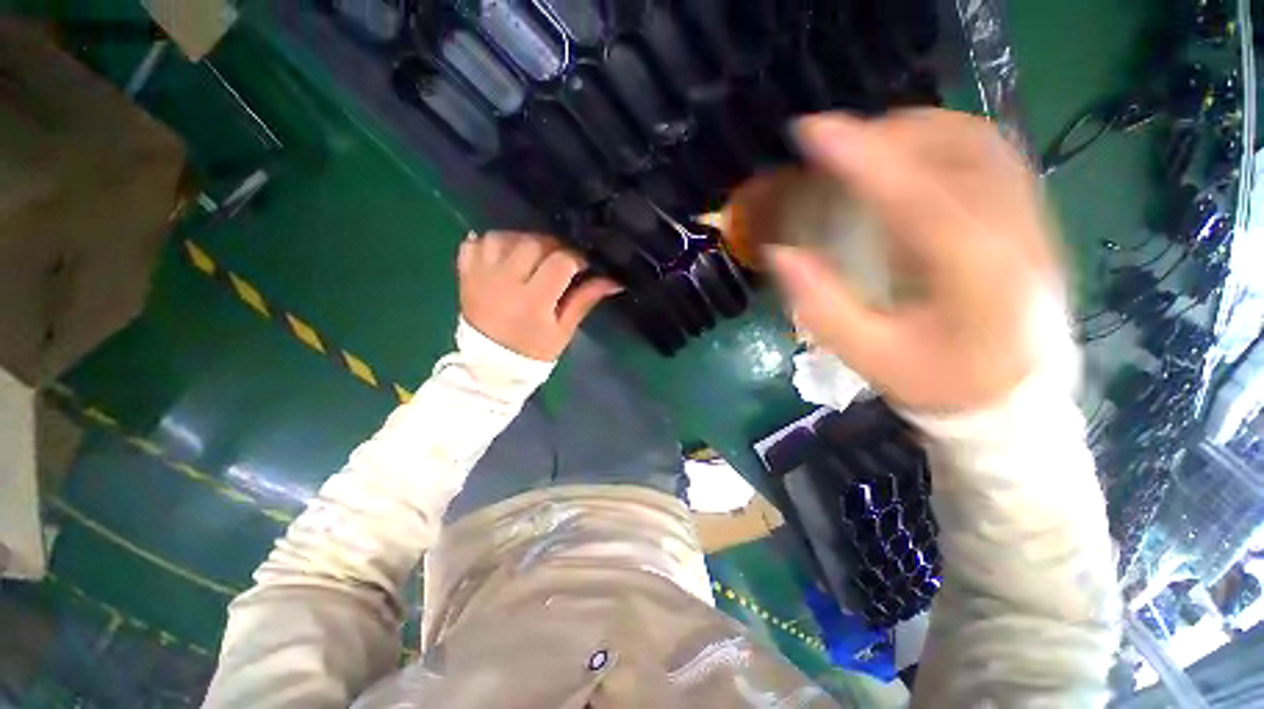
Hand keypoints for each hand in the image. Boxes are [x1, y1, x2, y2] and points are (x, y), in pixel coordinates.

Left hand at [458, 231, 619, 360]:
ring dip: (523, 241)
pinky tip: (506, 254)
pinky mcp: (465, 274)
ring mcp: (480, 275)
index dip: (577, 258)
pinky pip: (475, 243)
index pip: (560, 262)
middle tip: (561, 262)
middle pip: (533, 243)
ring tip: (534, 257)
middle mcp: (504, 282)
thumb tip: (613, 281)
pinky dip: (492, 242)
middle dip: (553, 247)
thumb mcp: (564, 330)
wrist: (490, 366)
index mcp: (533, 300)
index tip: (583, 266)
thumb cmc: (532, 352)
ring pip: (504, 237)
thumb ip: (585, 300)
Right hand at [768, 109, 1062, 413]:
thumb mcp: (869, 355)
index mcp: (970, 274)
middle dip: (885, 134)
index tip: (812, 132)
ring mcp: (1030, 216)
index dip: (860, 157)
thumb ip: (822, 306)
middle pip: (954, 148)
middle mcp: (1011, 232)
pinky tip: (909, 154)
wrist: (1014, 396)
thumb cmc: (937, 381)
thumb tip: (782, 254)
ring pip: (977, 140)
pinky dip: (942, 138)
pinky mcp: (1030, 214)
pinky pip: (990, 152)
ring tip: (867, 143)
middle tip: (833, 144)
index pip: (913, 195)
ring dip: (914, 129)